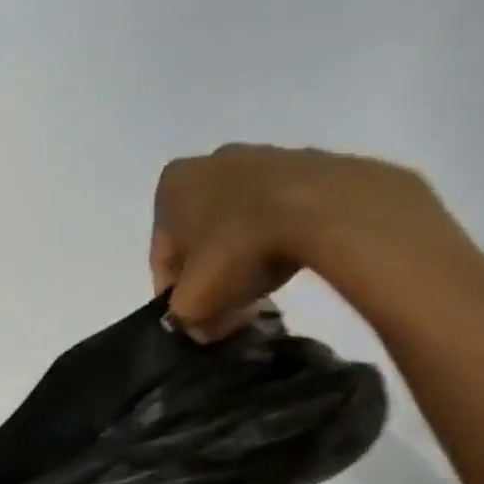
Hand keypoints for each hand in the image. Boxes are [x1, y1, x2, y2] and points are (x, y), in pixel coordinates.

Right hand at [151, 145, 463, 338]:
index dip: (177, 297)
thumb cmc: (238, 249)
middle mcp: (208, 162)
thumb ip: (184, 318)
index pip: (163, 256)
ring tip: (264, 289)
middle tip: (229, 307)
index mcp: (171, 186)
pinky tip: (289, 262)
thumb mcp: (195, 302)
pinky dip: (277, 237)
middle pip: (200, 236)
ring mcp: (259, 156)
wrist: (320, 209)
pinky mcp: (304, 163)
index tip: (199, 321)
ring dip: (244, 255)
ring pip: (239, 222)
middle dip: (212, 273)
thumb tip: (199, 327)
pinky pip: (278, 211)